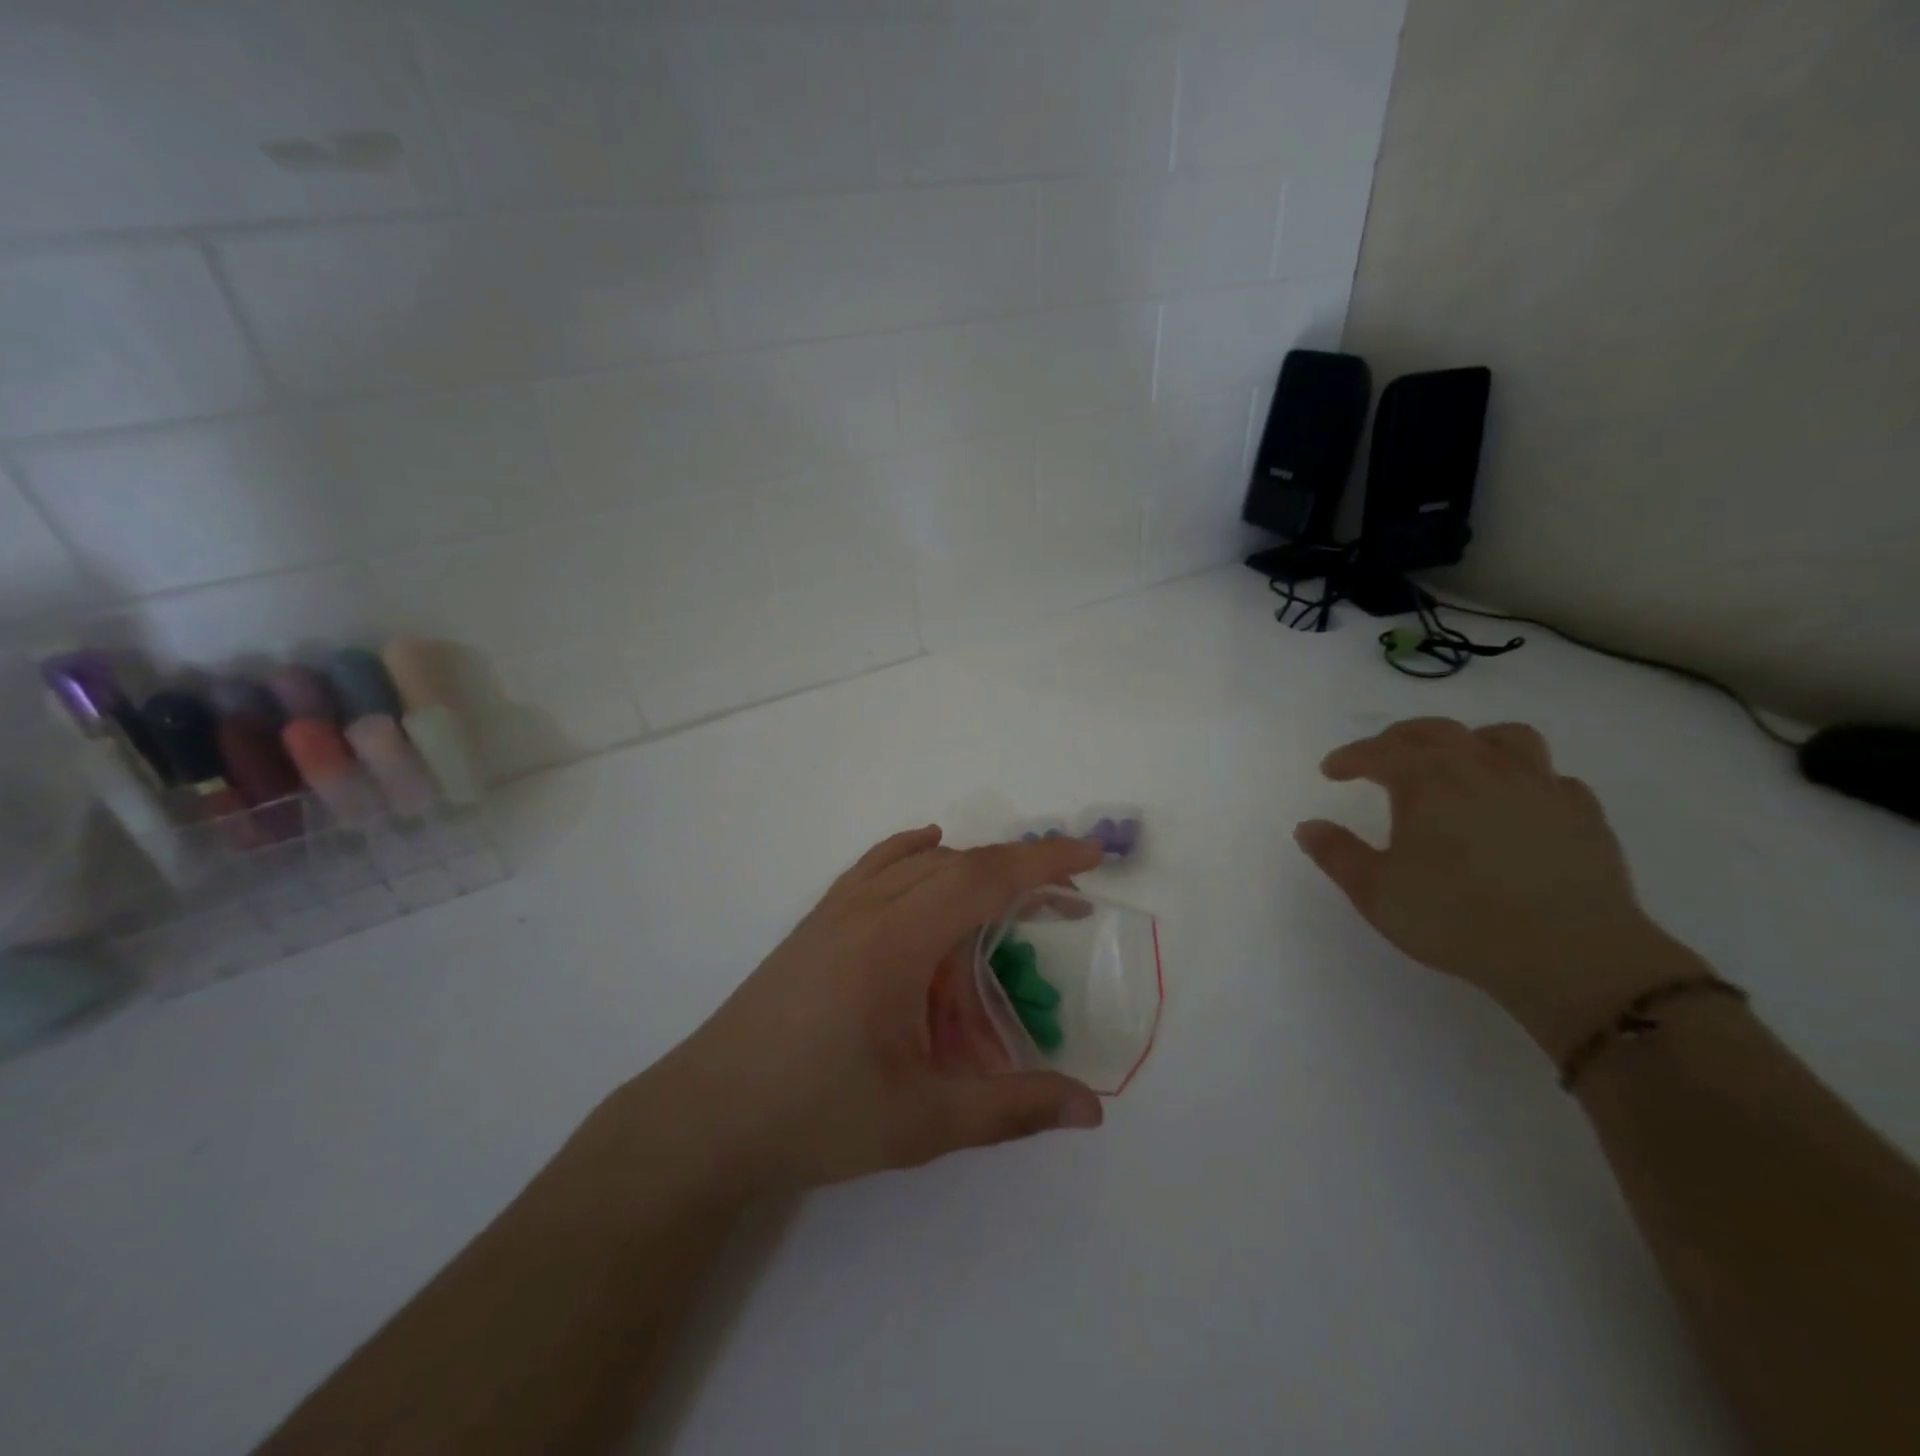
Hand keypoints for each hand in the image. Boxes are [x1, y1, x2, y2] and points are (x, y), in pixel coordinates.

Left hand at [638, 827, 1105, 1195]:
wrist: (706, 1117)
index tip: (1092, 855)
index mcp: (896, 943)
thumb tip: (1092, 1110)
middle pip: (957, 865)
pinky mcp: (816, 922)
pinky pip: (874, 866)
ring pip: (917, 864)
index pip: (983, 880)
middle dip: (1018, 875)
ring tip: (1004, 916)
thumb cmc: (816, 1116)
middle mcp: (867, 909)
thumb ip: (1011, 1108)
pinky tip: (926, 850)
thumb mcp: (923, 1121)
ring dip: (971, 874)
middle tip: (1065, 907)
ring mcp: (836, 911)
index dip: (1042, 863)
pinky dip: (911, 852)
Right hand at [1294, 717, 1703, 1059]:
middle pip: (1437, 731)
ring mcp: (1539, 786)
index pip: (1379, 752)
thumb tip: (1307, 826)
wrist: (1569, 954)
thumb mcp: (1376, 892)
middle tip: (1382, 756)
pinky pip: (1551, 777)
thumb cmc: (1455, 918)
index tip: (1331, 770)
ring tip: (1457, 763)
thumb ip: (1337, 854)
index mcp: (1427, 781)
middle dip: (1401, 738)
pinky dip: (1525, 779)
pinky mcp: (1583, 813)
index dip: (1350, 757)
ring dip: (1471, 741)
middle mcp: (1482, 769)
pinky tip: (1516, 803)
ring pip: (1505, 737)